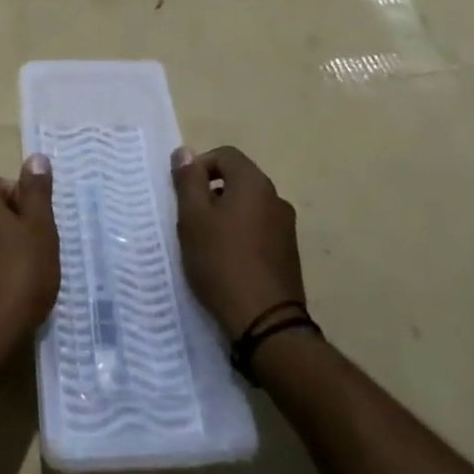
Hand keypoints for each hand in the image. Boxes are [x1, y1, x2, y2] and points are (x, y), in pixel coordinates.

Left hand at [0, 156, 59, 364]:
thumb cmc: (19, 278)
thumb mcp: (40, 231)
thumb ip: (37, 194)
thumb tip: (34, 157)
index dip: (16, 194)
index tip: (36, 218)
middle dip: (11, 225)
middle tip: (38, 247)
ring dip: (0, 252)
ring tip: (27, 275)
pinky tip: (9, 299)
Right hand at [173, 145, 305, 339]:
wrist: (265, 321)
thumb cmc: (221, 261)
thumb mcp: (193, 218)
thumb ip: (188, 181)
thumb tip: (184, 151)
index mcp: (254, 183)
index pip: (225, 154)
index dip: (200, 166)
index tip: (184, 194)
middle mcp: (275, 198)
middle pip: (238, 179)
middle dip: (211, 192)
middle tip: (190, 220)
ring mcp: (286, 227)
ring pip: (248, 206)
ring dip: (226, 214)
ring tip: (206, 243)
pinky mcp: (289, 253)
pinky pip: (259, 229)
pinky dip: (241, 234)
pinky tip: (227, 261)